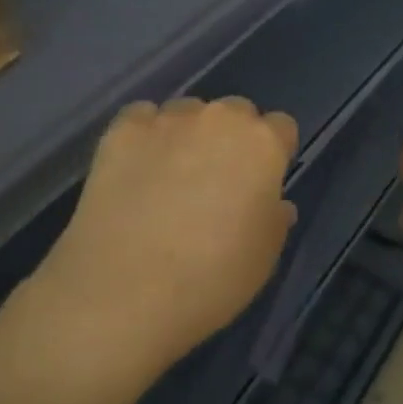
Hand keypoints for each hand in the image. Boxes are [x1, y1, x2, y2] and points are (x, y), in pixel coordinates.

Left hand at [34, 97, 298, 380]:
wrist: (125, 291)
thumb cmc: (212, 279)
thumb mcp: (264, 258)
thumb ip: (274, 219)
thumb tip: (274, 203)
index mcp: (263, 145)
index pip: (281, 128)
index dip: (272, 155)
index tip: (260, 184)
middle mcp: (219, 119)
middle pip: (235, 112)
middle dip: (231, 138)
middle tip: (216, 181)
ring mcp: (167, 120)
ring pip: (188, 112)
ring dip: (188, 135)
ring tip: (169, 177)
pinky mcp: (122, 130)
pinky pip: (142, 118)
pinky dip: (144, 136)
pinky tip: (136, 170)